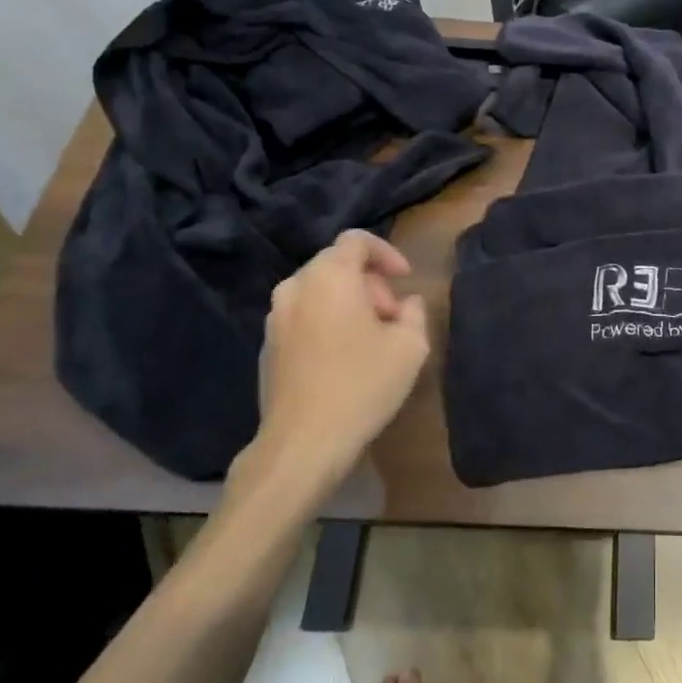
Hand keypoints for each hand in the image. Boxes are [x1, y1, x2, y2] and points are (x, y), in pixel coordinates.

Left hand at [224, 230, 428, 521]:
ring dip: (348, 304)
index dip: (387, 252)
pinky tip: (344, 360)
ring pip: (319, 292)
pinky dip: (327, 323)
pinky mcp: (267, 346)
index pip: (356, 240)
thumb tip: (405, 305)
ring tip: (371, 339)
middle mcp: (295, 288)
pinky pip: (304, 317)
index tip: (405, 279)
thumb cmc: (363, 385)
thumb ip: (414, 313)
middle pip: (337, 265)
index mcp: (330, 277)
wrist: (303, 442)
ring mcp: (275, 318)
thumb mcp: (411, 346)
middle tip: (392, 317)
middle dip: (370, 283)